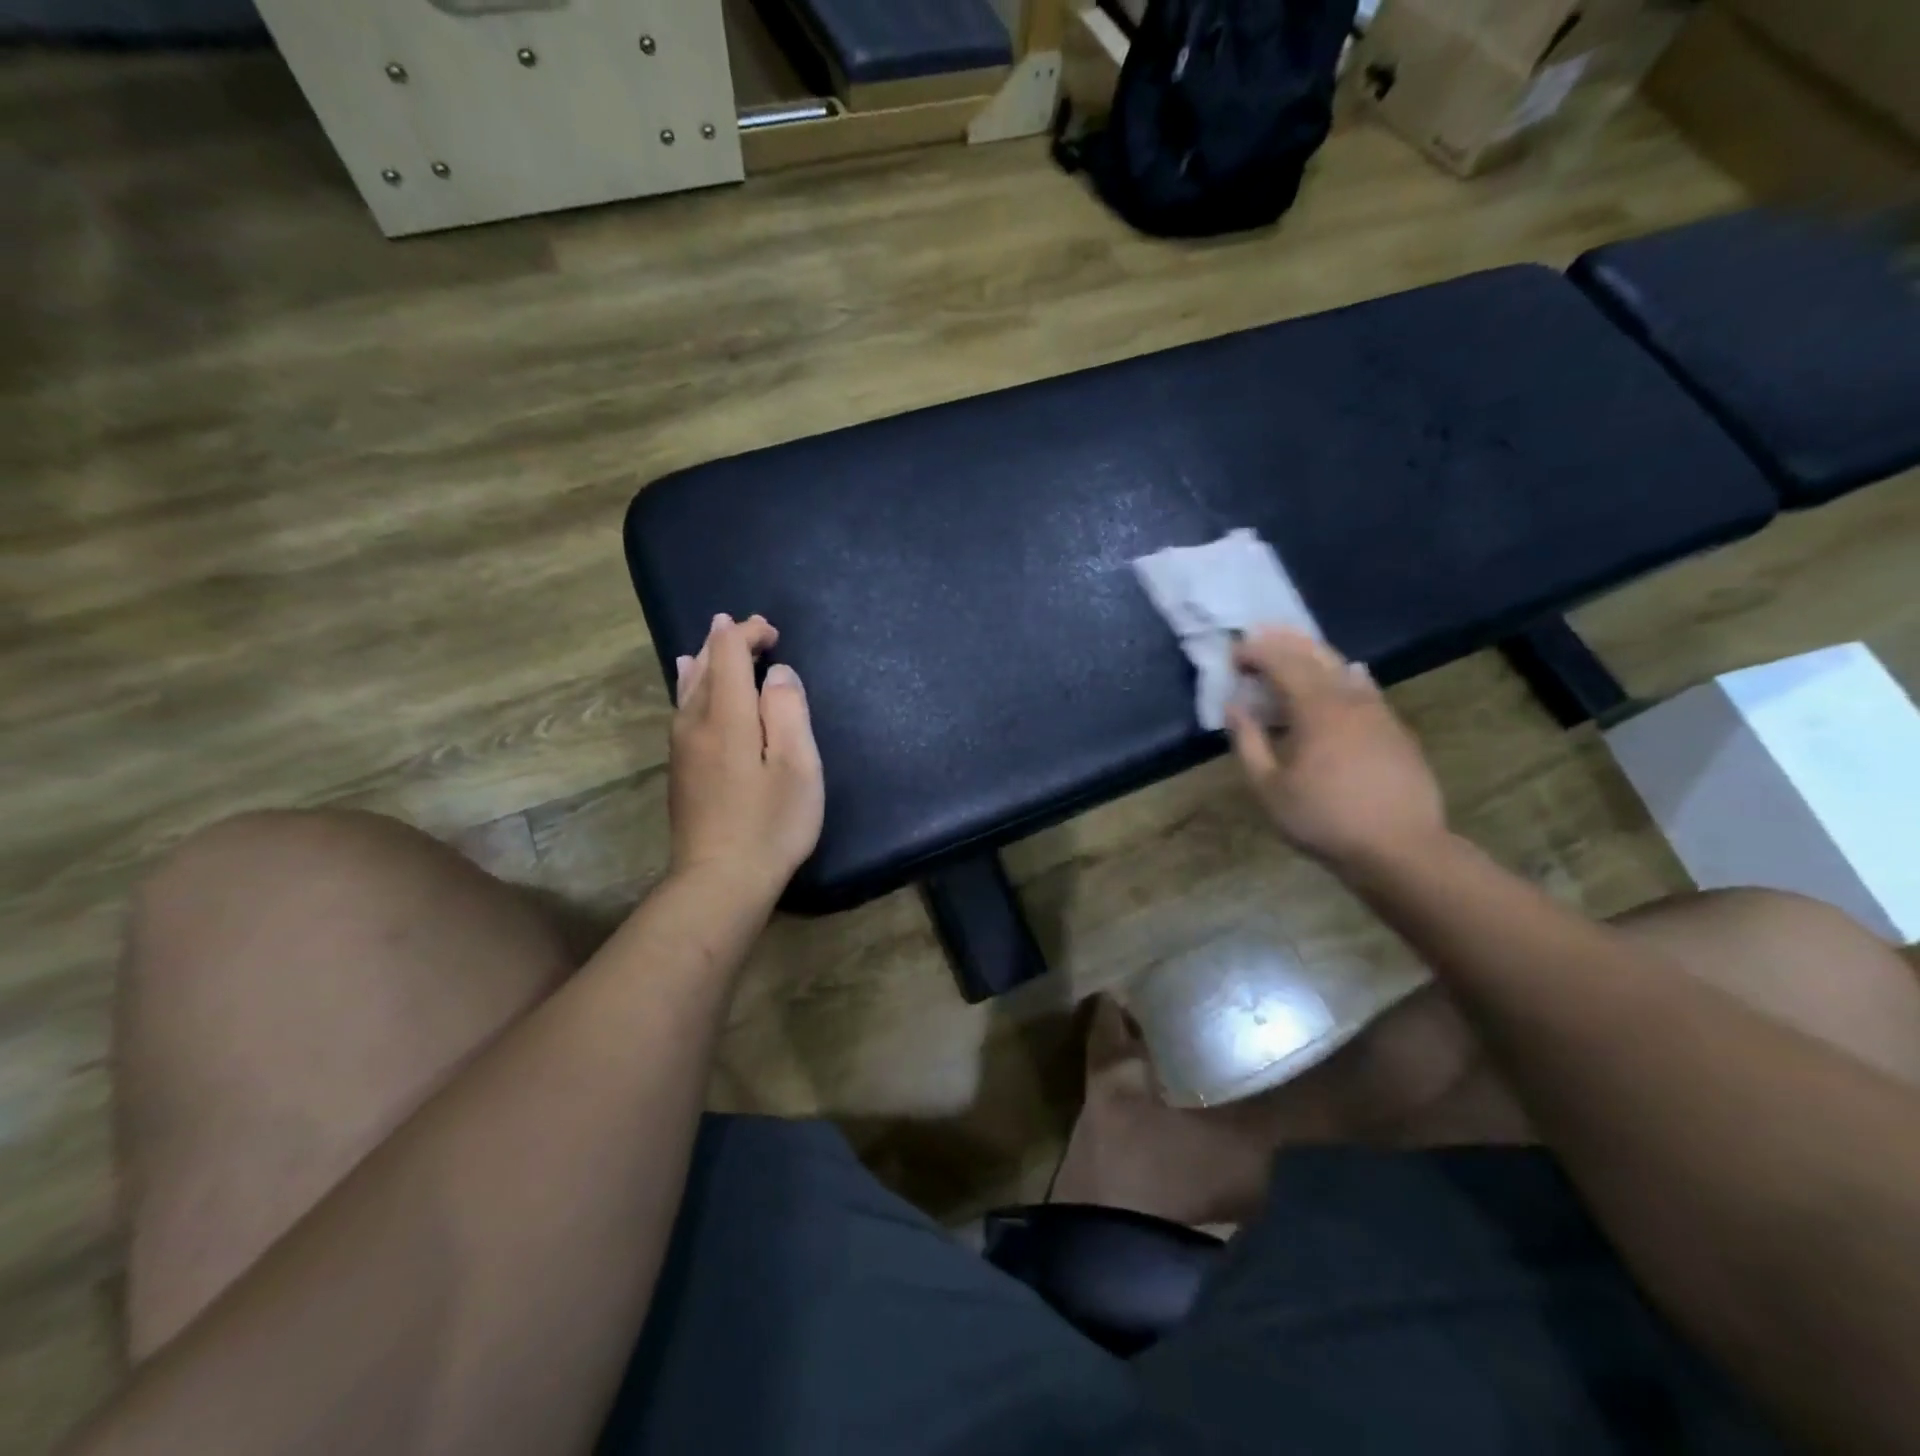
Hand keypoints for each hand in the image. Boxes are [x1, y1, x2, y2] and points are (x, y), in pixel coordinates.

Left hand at [668, 614, 823, 899]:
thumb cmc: (770, 823)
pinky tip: (688, 684)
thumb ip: (788, 710)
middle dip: (727, 641)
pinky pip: (683, 708)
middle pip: (703, 665)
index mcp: (725, 715)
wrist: (719, 881)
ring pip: (688, 687)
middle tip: (757, 632)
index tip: (774, 632)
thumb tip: (776, 673)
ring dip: (707, 660)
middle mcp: (694, 722)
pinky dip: (693, 685)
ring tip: (717, 644)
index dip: (747, 632)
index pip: (727, 652)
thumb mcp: (797, 765)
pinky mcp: (680, 769)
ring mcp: (681, 747)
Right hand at [1224, 629, 1448, 873]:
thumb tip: (1234, 707)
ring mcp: (1378, 712)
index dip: (1256, 653)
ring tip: (1294, 649)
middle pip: (1315, 656)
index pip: (1282, 664)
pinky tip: (1348, 675)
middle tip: (1260, 635)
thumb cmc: (1324, 819)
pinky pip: (1366, 688)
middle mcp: (1349, 699)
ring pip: (1343, 668)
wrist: (1401, 848)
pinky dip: (1346, 675)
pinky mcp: (1395, 729)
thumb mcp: (1269, 788)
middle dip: (1285, 641)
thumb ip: (1248, 742)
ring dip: (1314, 654)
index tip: (1234, 655)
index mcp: (1316, 709)